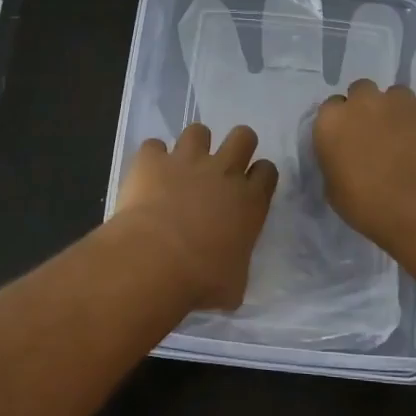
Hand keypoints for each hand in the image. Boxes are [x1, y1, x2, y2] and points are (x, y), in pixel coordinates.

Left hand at [113, 123, 279, 309]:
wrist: (156, 260)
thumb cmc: (202, 280)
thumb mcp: (234, 285)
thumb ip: (236, 266)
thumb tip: (229, 272)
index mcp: (250, 201)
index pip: (267, 171)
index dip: (259, 175)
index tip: (249, 187)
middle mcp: (223, 172)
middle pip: (243, 136)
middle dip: (237, 145)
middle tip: (222, 166)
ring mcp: (187, 161)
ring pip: (198, 130)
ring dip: (193, 145)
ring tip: (182, 166)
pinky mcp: (152, 160)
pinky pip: (153, 145)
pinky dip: (151, 158)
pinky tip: (147, 174)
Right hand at [313, 80, 415, 248]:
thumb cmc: (372, 207)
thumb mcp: (336, 192)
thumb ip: (336, 164)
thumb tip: (346, 159)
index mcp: (332, 122)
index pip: (331, 108)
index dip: (342, 123)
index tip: (350, 141)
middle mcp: (363, 102)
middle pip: (362, 91)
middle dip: (368, 108)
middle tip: (378, 135)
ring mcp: (400, 101)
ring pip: (396, 96)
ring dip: (398, 112)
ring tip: (410, 140)